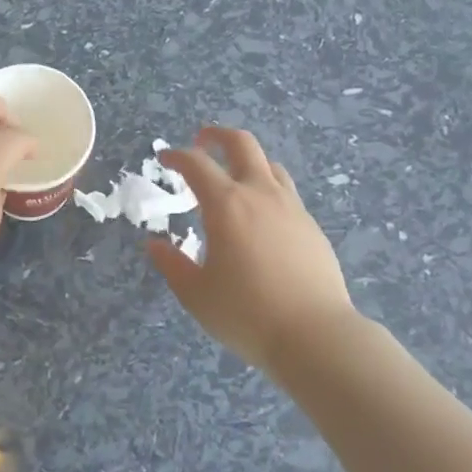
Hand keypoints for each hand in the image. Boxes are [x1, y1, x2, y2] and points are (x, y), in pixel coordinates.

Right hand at [148, 127, 356, 370]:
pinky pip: (286, 192)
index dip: (176, 155)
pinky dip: (267, 190)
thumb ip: (172, 264)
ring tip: (234, 179)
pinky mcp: (312, 226)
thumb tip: (155, 244)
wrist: (316, 335)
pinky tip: (261, 217)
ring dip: (247, 161)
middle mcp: (260, 194)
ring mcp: (291, 207)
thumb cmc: (247, 314)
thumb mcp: (196, 294)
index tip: (165, 158)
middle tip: (202, 141)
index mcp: (226, 204)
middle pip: (241, 143)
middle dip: (217, 135)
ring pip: (269, 165)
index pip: (196, 163)